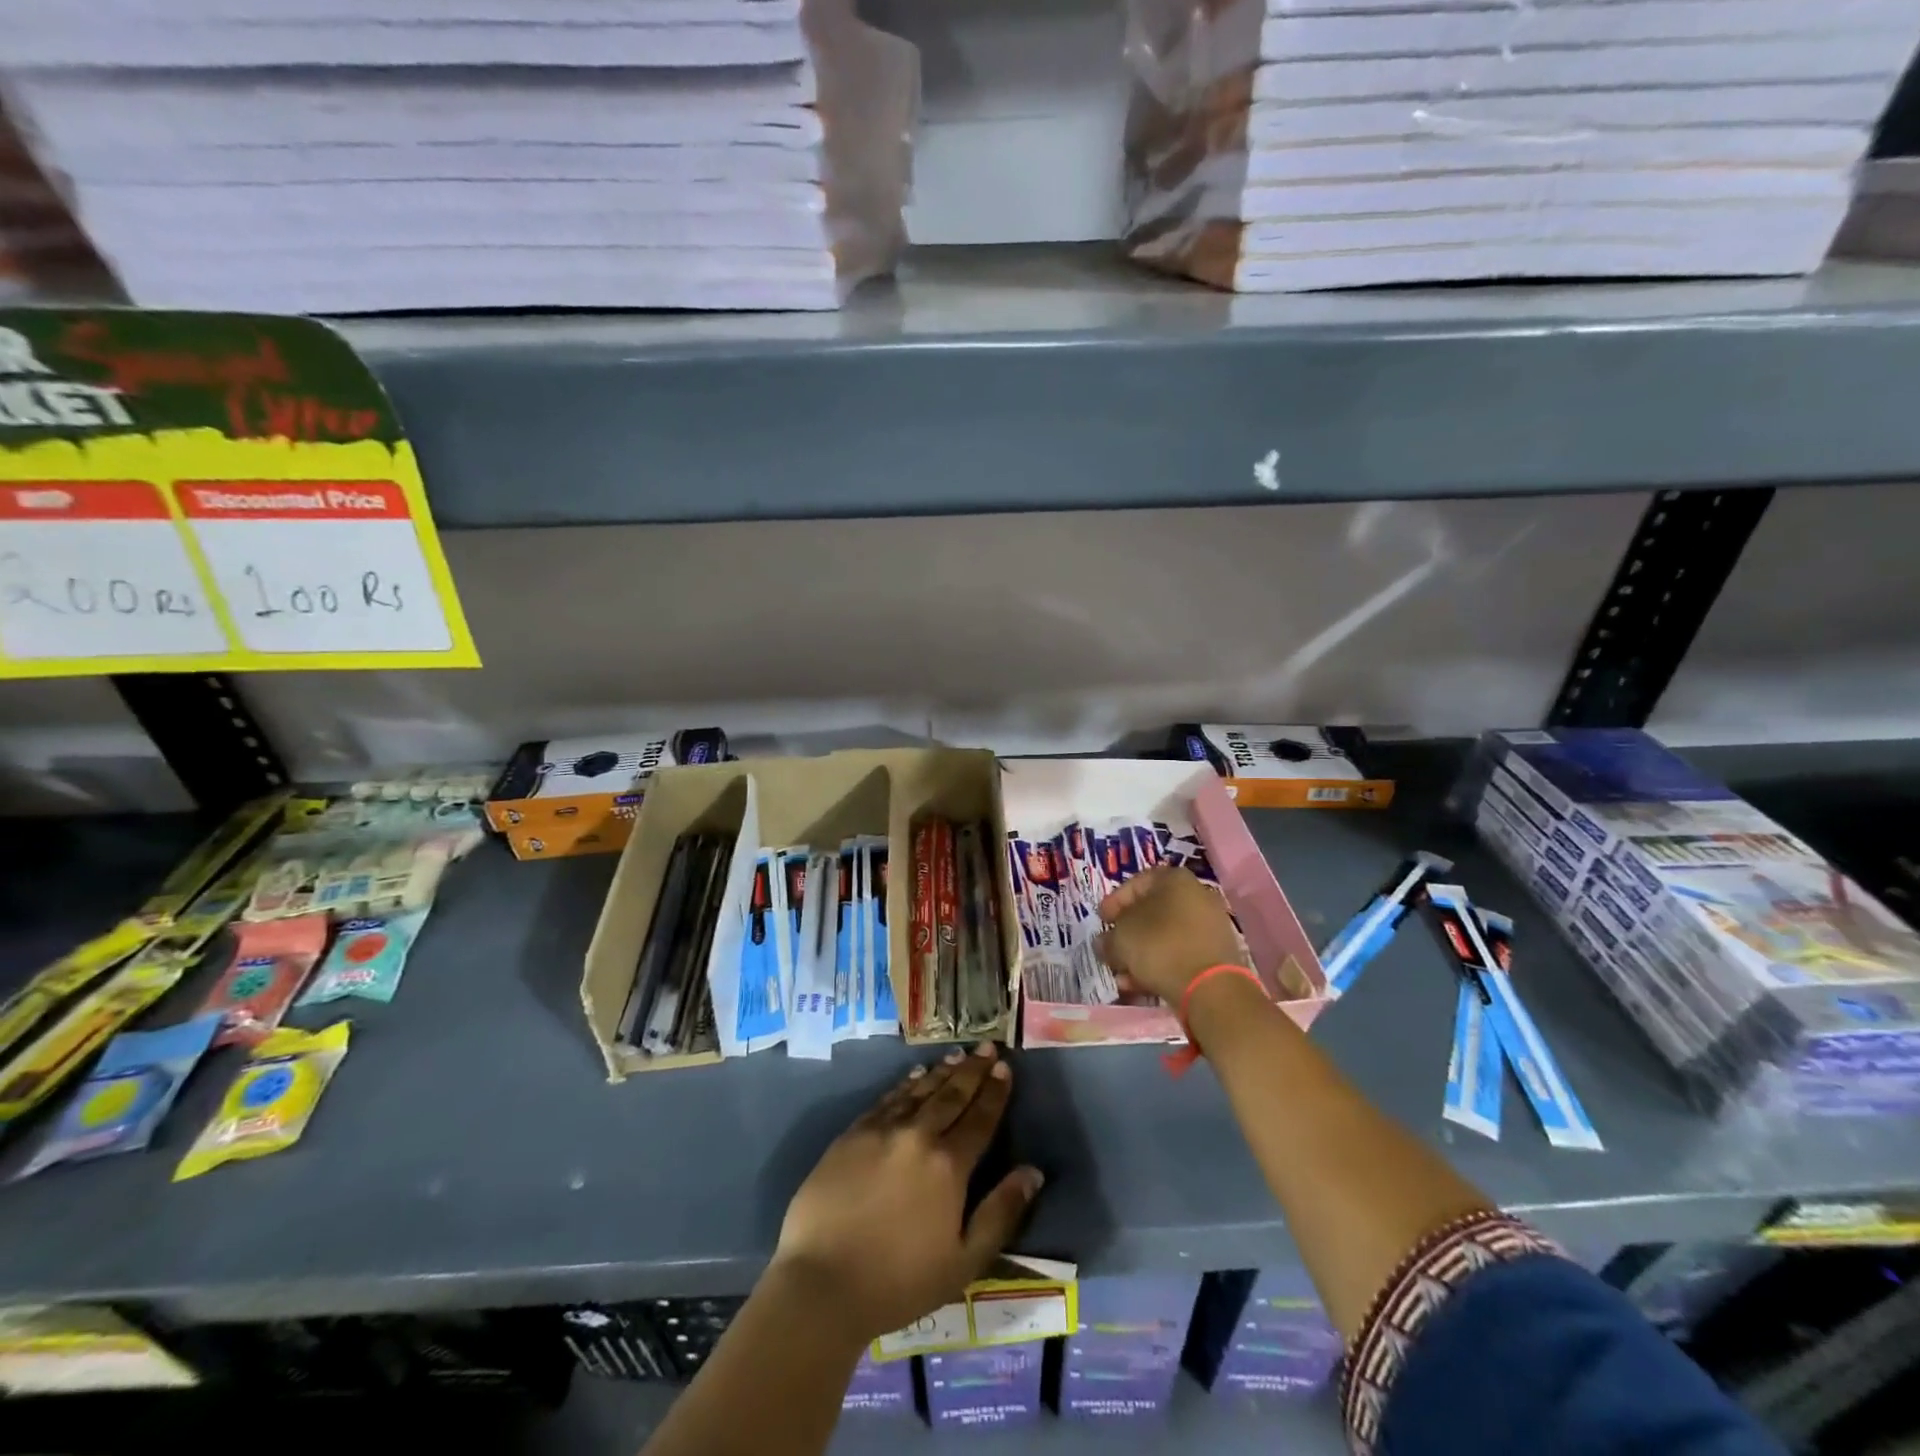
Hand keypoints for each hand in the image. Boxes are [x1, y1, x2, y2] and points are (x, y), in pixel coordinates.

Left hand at [772, 1042, 1044, 1346]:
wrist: (822, 1283)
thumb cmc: (900, 1282)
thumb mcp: (964, 1261)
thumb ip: (1001, 1212)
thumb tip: (1033, 1172)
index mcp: (949, 1166)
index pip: (980, 1118)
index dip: (995, 1092)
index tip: (1005, 1068)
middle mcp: (918, 1135)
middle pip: (952, 1095)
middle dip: (973, 1070)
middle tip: (988, 1047)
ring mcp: (882, 1130)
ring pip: (920, 1091)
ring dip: (942, 1071)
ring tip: (958, 1055)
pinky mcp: (852, 1134)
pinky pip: (887, 1099)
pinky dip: (906, 1084)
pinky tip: (915, 1075)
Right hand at [1096, 866, 1248, 1001]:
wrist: (1210, 988)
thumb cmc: (1160, 946)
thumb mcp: (1121, 938)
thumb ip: (1108, 938)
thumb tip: (1105, 943)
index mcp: (1175, 879)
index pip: (1137, 882)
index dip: (1114, 901)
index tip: (1102, 920)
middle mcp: (1197, 896)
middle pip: (1152, 912)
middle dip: (1127, 933)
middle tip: (1110, 948)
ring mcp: (1210, 926)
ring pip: (1165, 936)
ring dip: (1140, 954)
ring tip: (1122, 974)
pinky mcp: (1216, 955)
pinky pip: (1180, 954)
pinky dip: (1159, 965)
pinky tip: (1140, 984)